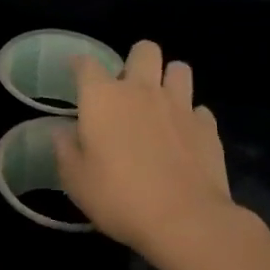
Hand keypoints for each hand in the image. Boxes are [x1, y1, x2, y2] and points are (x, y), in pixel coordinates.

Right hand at [54, 39, 266, 267]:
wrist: (185, 220)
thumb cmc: (119, 197)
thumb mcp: (76, 180)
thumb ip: (65, 150)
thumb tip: (62, 131)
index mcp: (103, 97)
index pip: (86, 64)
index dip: (79, 65)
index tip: (75, 73)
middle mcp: (141, 90)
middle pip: (144, 49)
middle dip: (136, 60)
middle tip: (128, 87)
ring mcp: (179, 106)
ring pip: (179, 69)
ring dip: (169, 79)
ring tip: (161, 102)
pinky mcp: (207, 127)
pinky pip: (199, 109)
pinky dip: (191, 117)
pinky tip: (184, 136)